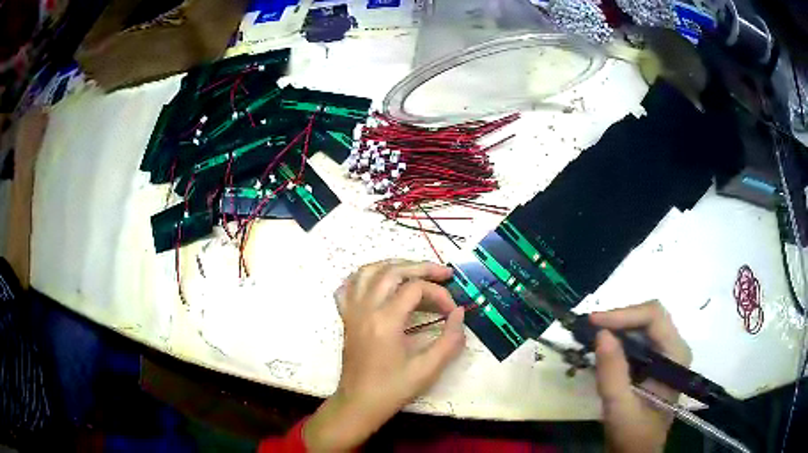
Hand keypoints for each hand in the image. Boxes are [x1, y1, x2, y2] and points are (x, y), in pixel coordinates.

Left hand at [303, 260, 465, 450]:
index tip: (452, 311)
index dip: (439, 294)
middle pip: (392, 271)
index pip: (415, 289)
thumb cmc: (393, 388)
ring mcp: (352, 311)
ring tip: (414, 271)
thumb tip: (459, 312)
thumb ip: (450, 339)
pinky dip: (363, 277)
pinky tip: (378, 283)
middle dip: (421, 267)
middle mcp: (365, 308)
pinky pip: (348, 286)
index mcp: (385, 320)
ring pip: (367, 271)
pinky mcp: (345, 318)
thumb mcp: (428, 369)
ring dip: (393, 265)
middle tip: (444, 273)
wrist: (360, 403)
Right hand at [590, 301, 691, 452]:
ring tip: (591, 336)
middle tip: (589, 328)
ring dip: (617, 327)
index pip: (654, 317)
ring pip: (643, 325)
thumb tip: (600, 333)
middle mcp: (675, 347)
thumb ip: (612, 372)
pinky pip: (638, 339)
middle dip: (619, 319)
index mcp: (675, 355)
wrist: (637, 452)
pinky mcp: (656, 361)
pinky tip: (603, 348)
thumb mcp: (619, 407)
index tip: (593, 322)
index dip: (623, 314)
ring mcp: (666, 353)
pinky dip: (619, 339)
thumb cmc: (633, 434)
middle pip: (649, 316)